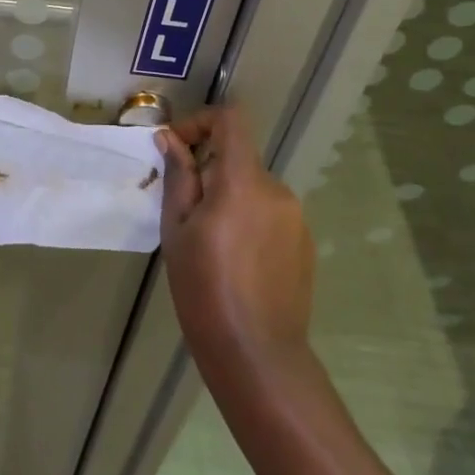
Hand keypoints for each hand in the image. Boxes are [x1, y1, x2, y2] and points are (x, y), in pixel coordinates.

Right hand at [157, 105, 314, 374]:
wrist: (257, 354)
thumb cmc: (204, 289)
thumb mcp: (177, 230)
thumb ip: (179, 177)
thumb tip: (170, 139)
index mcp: (243, 182)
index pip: (230, 120)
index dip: (200, 122)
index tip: (176, 149)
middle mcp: (277, 190)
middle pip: (239, 157)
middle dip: (208, 169)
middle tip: (182, 207)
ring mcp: (296, 217)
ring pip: (253, 188)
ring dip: (228, 197)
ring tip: (207, 240)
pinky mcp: (304, 243)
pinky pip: (269, 214)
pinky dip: (248, 219)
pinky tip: (235, 261)